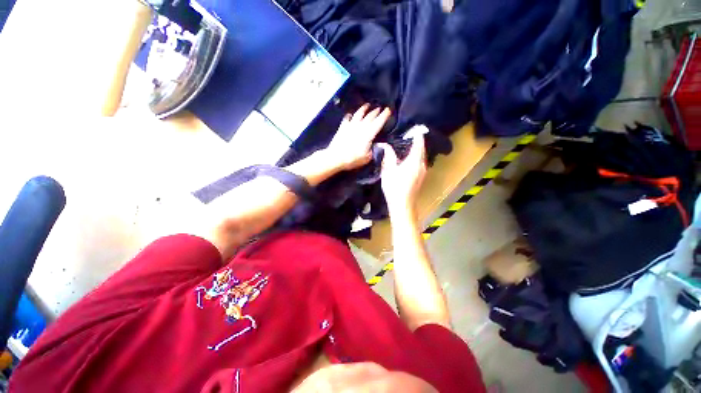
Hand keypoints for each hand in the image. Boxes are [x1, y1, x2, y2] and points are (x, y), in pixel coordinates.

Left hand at [324, 104, 390, 170]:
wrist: (335, 158)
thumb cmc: (353, 159)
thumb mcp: (367, 158)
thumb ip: (374, 150)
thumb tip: (378, 145)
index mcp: (369, 134)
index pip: (379, 122)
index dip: (384, 115)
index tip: (389, 109)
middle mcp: (361, 126)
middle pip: (370, 116)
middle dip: (376, 111)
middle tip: (380, 108)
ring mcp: (351, 125)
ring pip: (359, 114)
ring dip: (364, 109)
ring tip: (367, 105)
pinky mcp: (342, 127)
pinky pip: (347, 118)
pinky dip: (349, 115)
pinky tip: (350, 115)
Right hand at [379, 127, 426, 211]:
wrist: (402, 205)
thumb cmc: (395, 187)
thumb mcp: (388, 170)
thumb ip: (388, 156)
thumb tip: (384, 145)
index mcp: (415, 161)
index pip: (419, 143)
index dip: (417, 134)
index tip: (413, 128)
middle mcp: (422, 165)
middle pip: (422, 149)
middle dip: (417, 141)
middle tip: (408, 135)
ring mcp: (423, 172)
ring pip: (421, 156)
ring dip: (416, 150)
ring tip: (406, 145)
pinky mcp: (421, 177)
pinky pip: (420, 163)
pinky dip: (416, 157)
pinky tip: (407, 159)